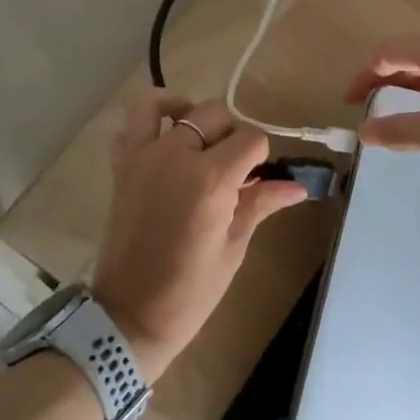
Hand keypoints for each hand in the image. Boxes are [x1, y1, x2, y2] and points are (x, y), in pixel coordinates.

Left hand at [92, 92, 307, 383]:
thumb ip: (260, 203)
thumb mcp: (233, 247)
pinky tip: (165, 139)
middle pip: (214, 114)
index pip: (251, 140)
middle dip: (231, 134)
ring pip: (165, 104)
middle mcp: (176, 155)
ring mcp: (143, 157)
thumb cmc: (191, 291)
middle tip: (233, 168)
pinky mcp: (121, 166)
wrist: (130, 316)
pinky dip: (148, 120)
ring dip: (186, 111)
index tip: (260, 178)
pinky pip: (130, 124)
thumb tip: (297, 187)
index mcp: (211, 179)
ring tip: (197, 137)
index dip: (261, 156)